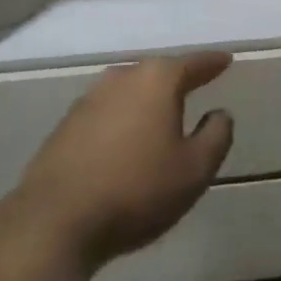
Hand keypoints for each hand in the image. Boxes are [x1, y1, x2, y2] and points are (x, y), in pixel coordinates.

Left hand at [14, 53, 234, 272]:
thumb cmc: (136, 190)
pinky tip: (126, 140)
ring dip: (147, 100)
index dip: (212, 63)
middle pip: (157, 72)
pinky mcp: (66, 126)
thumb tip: (219, 114)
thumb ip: (216, 136)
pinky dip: (123, 119)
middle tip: (195, 84)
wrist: (55, 221)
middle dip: (177, 79)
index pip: (192, 64)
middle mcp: (121, 79)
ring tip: (162, 114)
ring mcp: (88, 100)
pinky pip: (107, 113)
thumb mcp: (194, 170)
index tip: (226, 60)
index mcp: (156, 81)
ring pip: (129, 91)